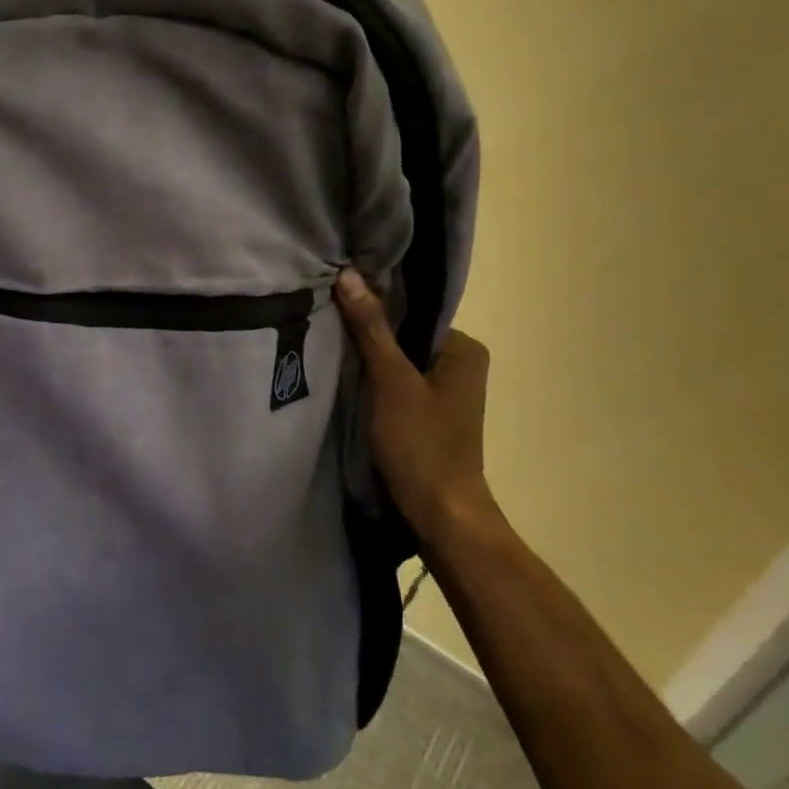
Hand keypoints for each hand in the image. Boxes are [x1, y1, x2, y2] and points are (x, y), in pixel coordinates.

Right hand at [335, 268, 495, 547]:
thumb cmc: (420, 444)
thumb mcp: (391, 381)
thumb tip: (349, 274)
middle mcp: (461, 364)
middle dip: (367, 332)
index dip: (373, 304)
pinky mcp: (428, 416)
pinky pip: (397, 384)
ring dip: (368, 359)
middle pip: (404, 335)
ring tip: (327, 346)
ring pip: (398, 361)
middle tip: (324, 321)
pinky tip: (344, 380)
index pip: (412, 309)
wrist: (440, 515)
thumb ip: (370, 328)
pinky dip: (373, 382)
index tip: (334, 299)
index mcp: (464, 348)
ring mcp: (445, 392)